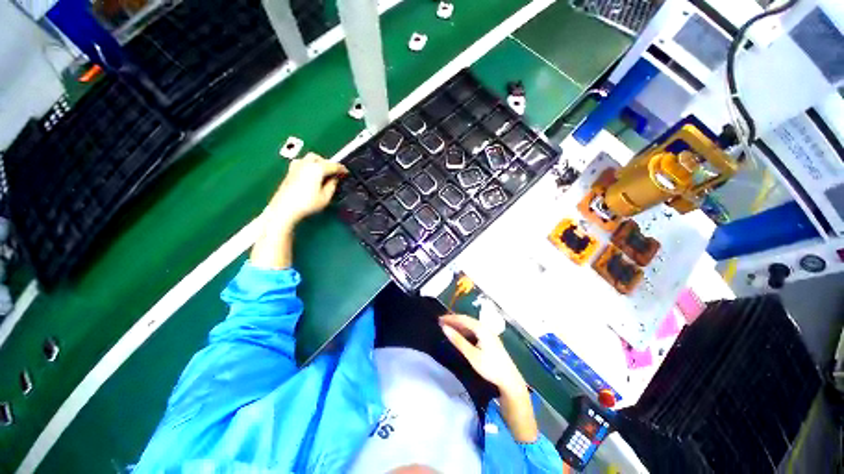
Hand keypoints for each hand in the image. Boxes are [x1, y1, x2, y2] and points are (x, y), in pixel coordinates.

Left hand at [267, 153, 347, 228]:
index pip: (333, 165)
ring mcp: (297, 166)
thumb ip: (332, 185)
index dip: (341, 169)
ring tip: (323, 172)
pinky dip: (309, 165)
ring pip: (310, 158)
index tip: (346, 172)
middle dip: (329, 164)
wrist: (285, 208)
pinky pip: (302, 163)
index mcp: (317, 169)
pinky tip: (310, 173)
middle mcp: (306, 164)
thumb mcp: (325, 197)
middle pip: (320, 158)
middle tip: (335, 172)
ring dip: (318, 162)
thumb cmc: (307, 204)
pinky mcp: (290, 171)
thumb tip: (334, 179)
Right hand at [441, 314, 537, 441]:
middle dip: (454, 320)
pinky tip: (461, 335)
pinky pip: (475, 331)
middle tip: (441, 322)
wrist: (510, 380)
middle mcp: (485, 328)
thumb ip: (458, 340)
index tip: (439, 319)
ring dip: (459, 325)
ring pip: (471, 325)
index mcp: (481, 329)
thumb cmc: (490, 367)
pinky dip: (465, 331)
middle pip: (467, 320)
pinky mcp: (490, 340)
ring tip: (448, 327)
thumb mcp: (471, 355)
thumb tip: (444, 328)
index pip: (463, 319)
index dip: (451, 318)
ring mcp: (489, 334)